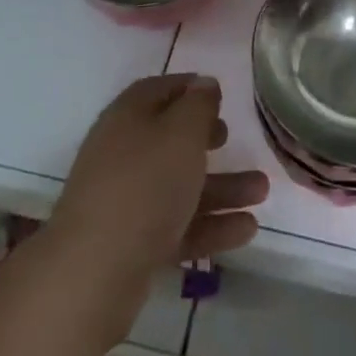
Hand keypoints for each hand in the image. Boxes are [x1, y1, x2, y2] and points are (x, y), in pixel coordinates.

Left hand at [51, 74, 267, 289]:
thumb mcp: (181, 133)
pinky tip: (247, 230)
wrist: (94, 272)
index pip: (160, 89)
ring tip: (262, 192)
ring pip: (179, 185)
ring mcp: (126, 200)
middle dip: (205, 139)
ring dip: (221, 187)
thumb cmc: (144, 184)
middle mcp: (123, 152)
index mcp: (129, 116)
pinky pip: (177, 224)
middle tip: (231, 138)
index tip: (219, 94)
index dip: (190, 87)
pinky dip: (210, 225)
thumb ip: (199, 105)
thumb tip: (205, 83)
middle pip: (170, 138)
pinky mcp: (132, 243)